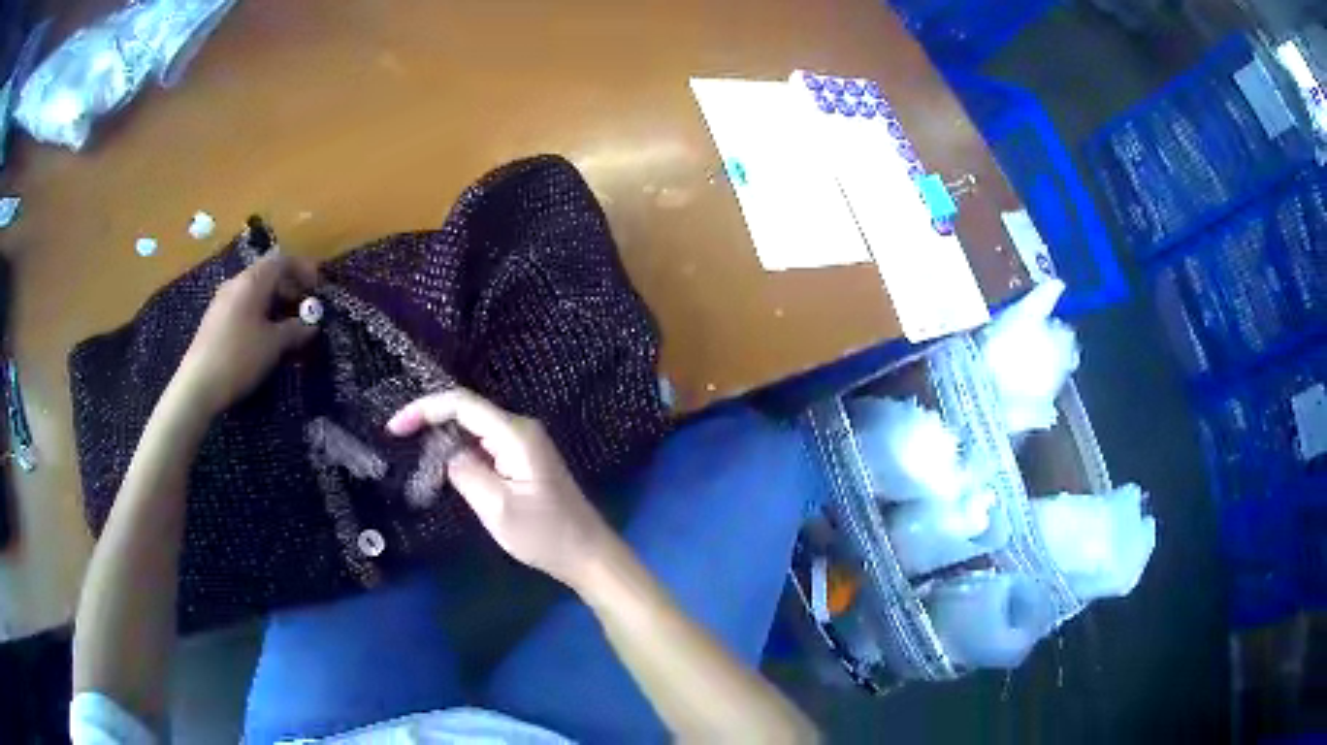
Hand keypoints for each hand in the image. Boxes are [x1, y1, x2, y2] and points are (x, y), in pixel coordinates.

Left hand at [175, 251, 319, 416]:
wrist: (198, 385)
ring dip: (274, 303)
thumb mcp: (273, 345)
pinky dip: (259, 313)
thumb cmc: (239, 357)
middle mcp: (236, 283)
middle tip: (304, 309)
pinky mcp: (215, 320)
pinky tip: (263, 337)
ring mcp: (222, 301)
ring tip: (286, 326)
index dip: (303, 270)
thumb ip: (294, 331)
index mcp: (252, 281)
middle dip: (289, 288)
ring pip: (254, 292)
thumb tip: (311, 325)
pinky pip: (243, 306)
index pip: (282, 261)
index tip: (317, 287)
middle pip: (267, 274)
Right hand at [386, 388, 612, 587]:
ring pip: (473, 428)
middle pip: (466, 411)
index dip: (424, 409)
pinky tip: (441, 465)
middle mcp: (519, 429)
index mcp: (515, 434)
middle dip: (430, 420)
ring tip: (411, 450)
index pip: (461, 404)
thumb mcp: (496, 507)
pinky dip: (459, 450)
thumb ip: (464, 472)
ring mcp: (523, 444)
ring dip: (443, 436)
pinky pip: (483, 445)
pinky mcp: (522, 460)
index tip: (394, 428)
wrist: (587, 554)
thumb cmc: (544, 534)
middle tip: (397, 438)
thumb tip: (445, 454)